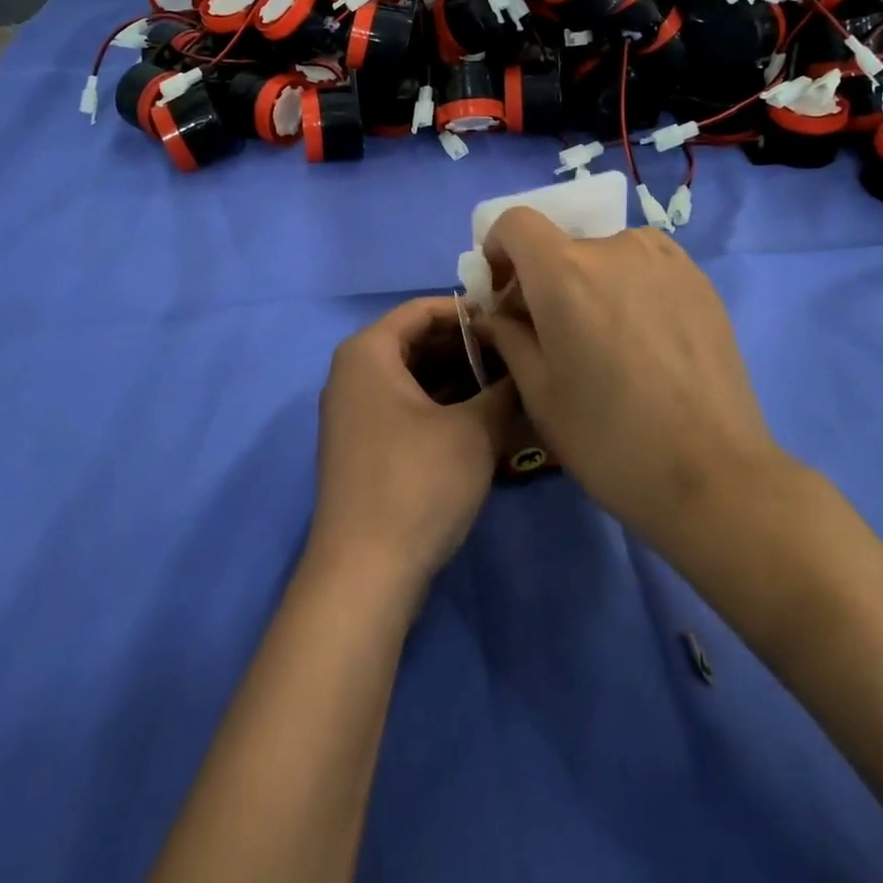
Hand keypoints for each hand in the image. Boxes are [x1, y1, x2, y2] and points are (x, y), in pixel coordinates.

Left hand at [306, 297, 519, 601]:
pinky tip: (483, 418)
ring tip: (510, 386)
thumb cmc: (417, 483)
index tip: (511, 320)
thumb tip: (528, 369)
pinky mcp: (364, 445)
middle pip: (417, 343)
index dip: (469, 311)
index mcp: (368, 352)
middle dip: (468, 349)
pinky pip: (406, 407)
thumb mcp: (474, 431)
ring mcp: (355, 412)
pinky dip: (442, 406)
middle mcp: (353, 373)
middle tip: (518, 357)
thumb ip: (505, 390)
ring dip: (460, 380)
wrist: (364, 573)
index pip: (422, 310)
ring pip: (414, 378)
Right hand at [476, 209, 790, 546]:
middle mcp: (616, 248)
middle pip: (562, 244)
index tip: (503, 292)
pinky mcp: (700, 281)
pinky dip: (629, 287)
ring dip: (589, 282)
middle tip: (551, 332)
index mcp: (565, 271)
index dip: (499, 249)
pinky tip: (644, 342)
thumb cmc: (608, 437)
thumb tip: (494, 314)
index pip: (516, 222)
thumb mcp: (538, 392)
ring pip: (606, 255)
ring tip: (604, 340)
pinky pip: (646, 267)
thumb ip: (507, 336)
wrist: (714, 475)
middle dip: (543, 278)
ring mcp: (666, 261)